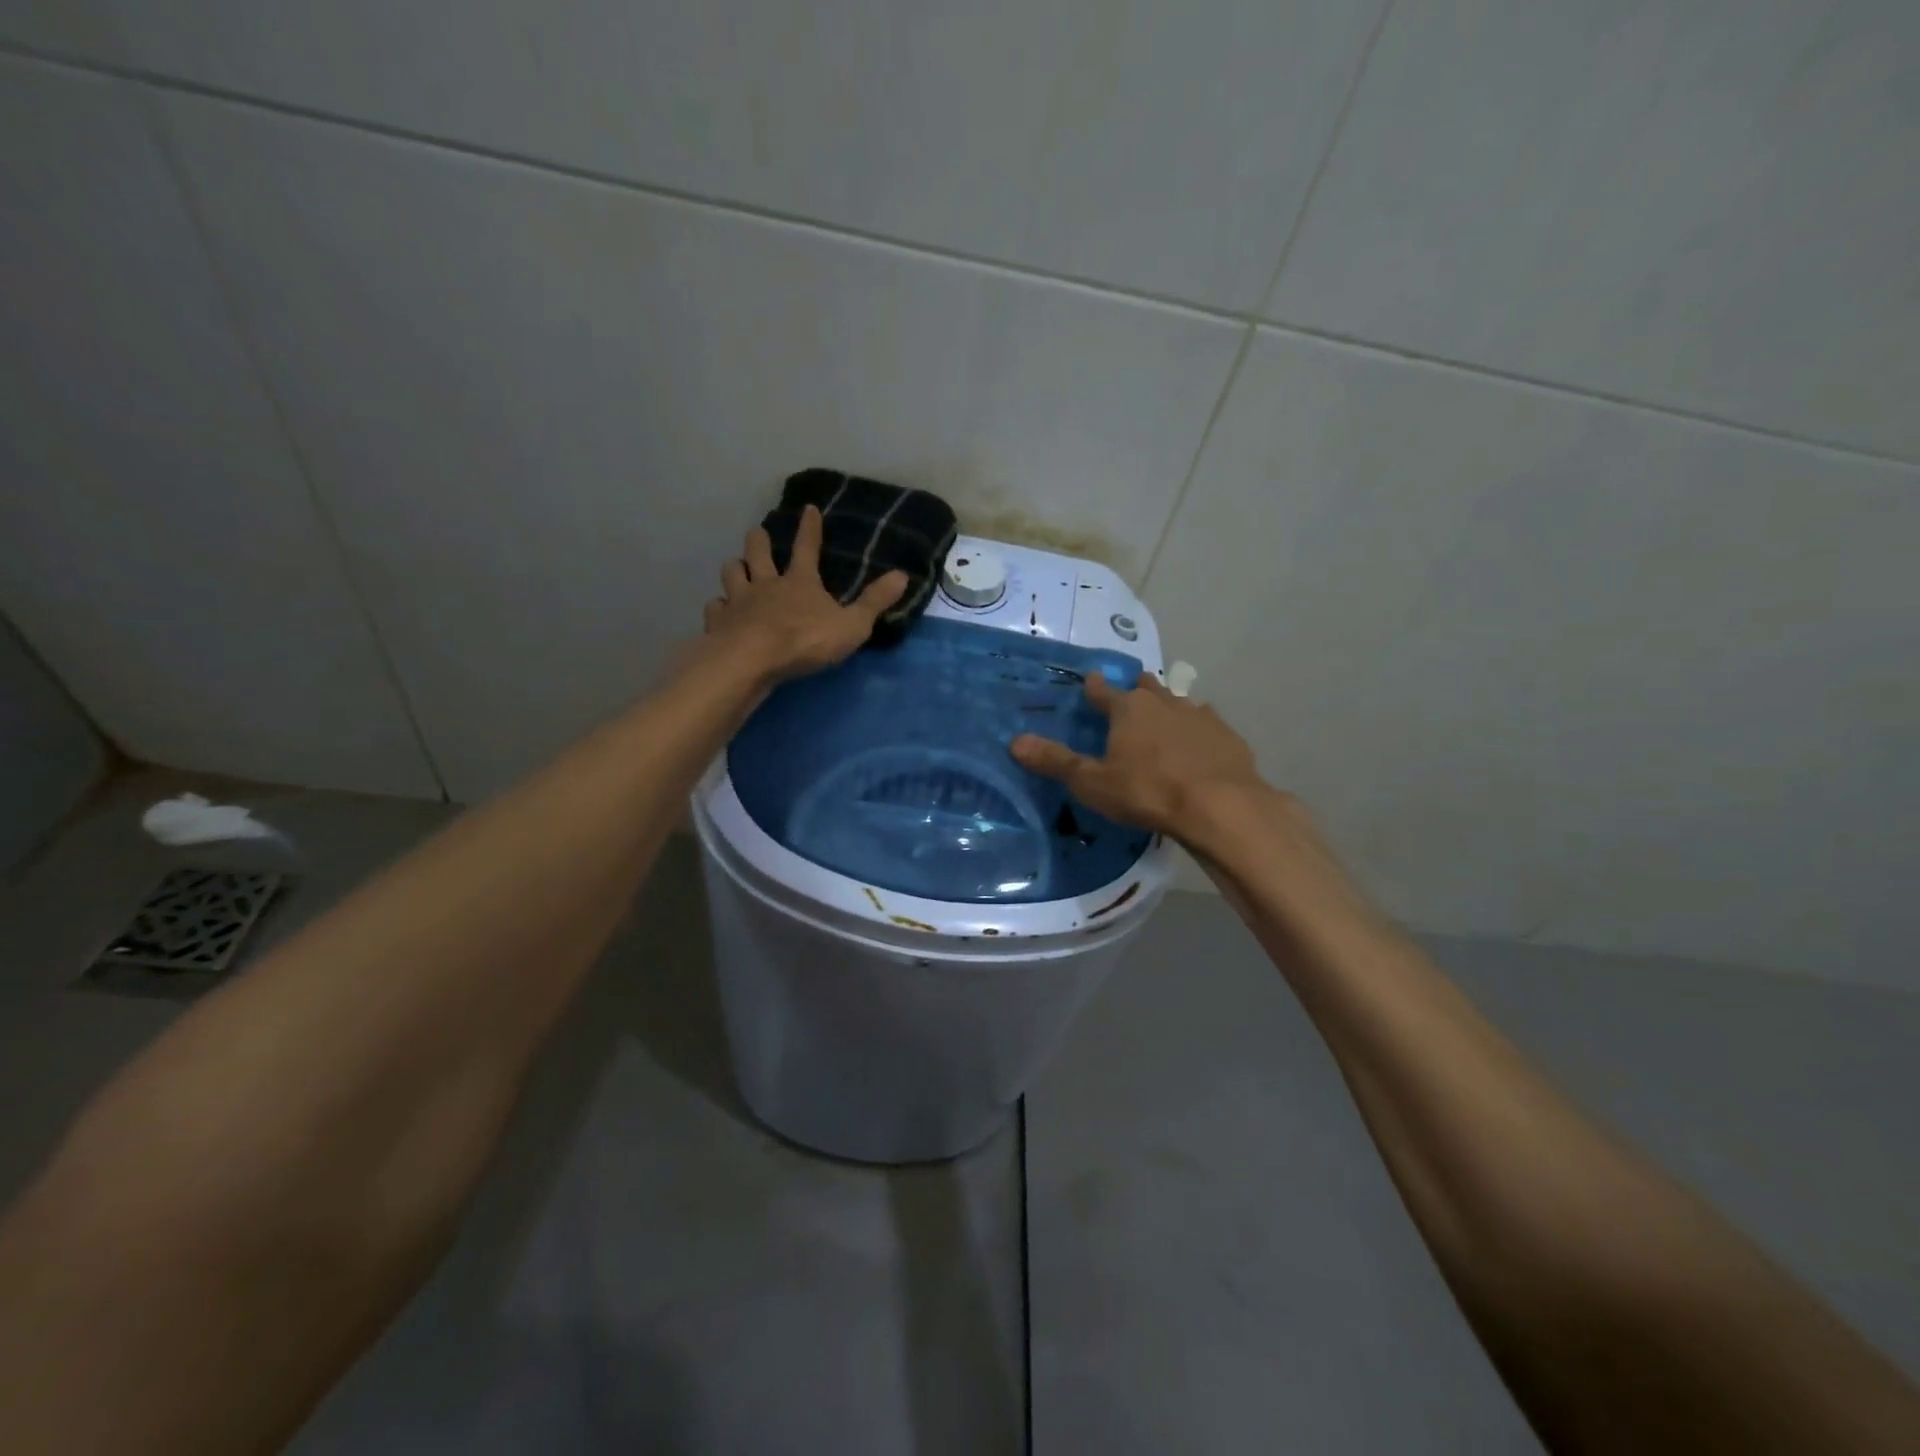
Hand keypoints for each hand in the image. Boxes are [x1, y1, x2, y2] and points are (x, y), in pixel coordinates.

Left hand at [702, 505, 907, 680]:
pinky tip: (719, 609)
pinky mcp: (719, 622)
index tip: (808, 509)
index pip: (807, 547)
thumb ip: (875, 602)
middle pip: (759, 552)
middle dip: (760, 540)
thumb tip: (902, 574)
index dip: (810, 528)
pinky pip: (715, 607)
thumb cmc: (805, 641)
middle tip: (758, 532)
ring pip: (732, 573)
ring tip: (736, 567)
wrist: (753, 660)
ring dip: (735, 568)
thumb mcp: (852, 625)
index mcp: (800, 582)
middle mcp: (766, 584)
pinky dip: (717, 606)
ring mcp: (739, 601)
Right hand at [1010, 671, 1272, 837]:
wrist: (1220, 806)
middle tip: (1127, 698)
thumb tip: (1014, 741)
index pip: (1102, 690)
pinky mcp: (1226, 735)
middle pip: (1144, 687)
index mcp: (1127, 708)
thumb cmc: (1148, 791)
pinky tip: (1196, 745)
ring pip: (1177, 702)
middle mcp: (1163, 702)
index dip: (1093, 687)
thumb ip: (1056, 762)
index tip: (1089, 681)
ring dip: (1167, 708)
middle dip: (1134, 690)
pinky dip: (1196, 731)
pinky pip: (1205, 725)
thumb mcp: (1093, 783)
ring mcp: (1198, 716)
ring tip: (1161, 721)